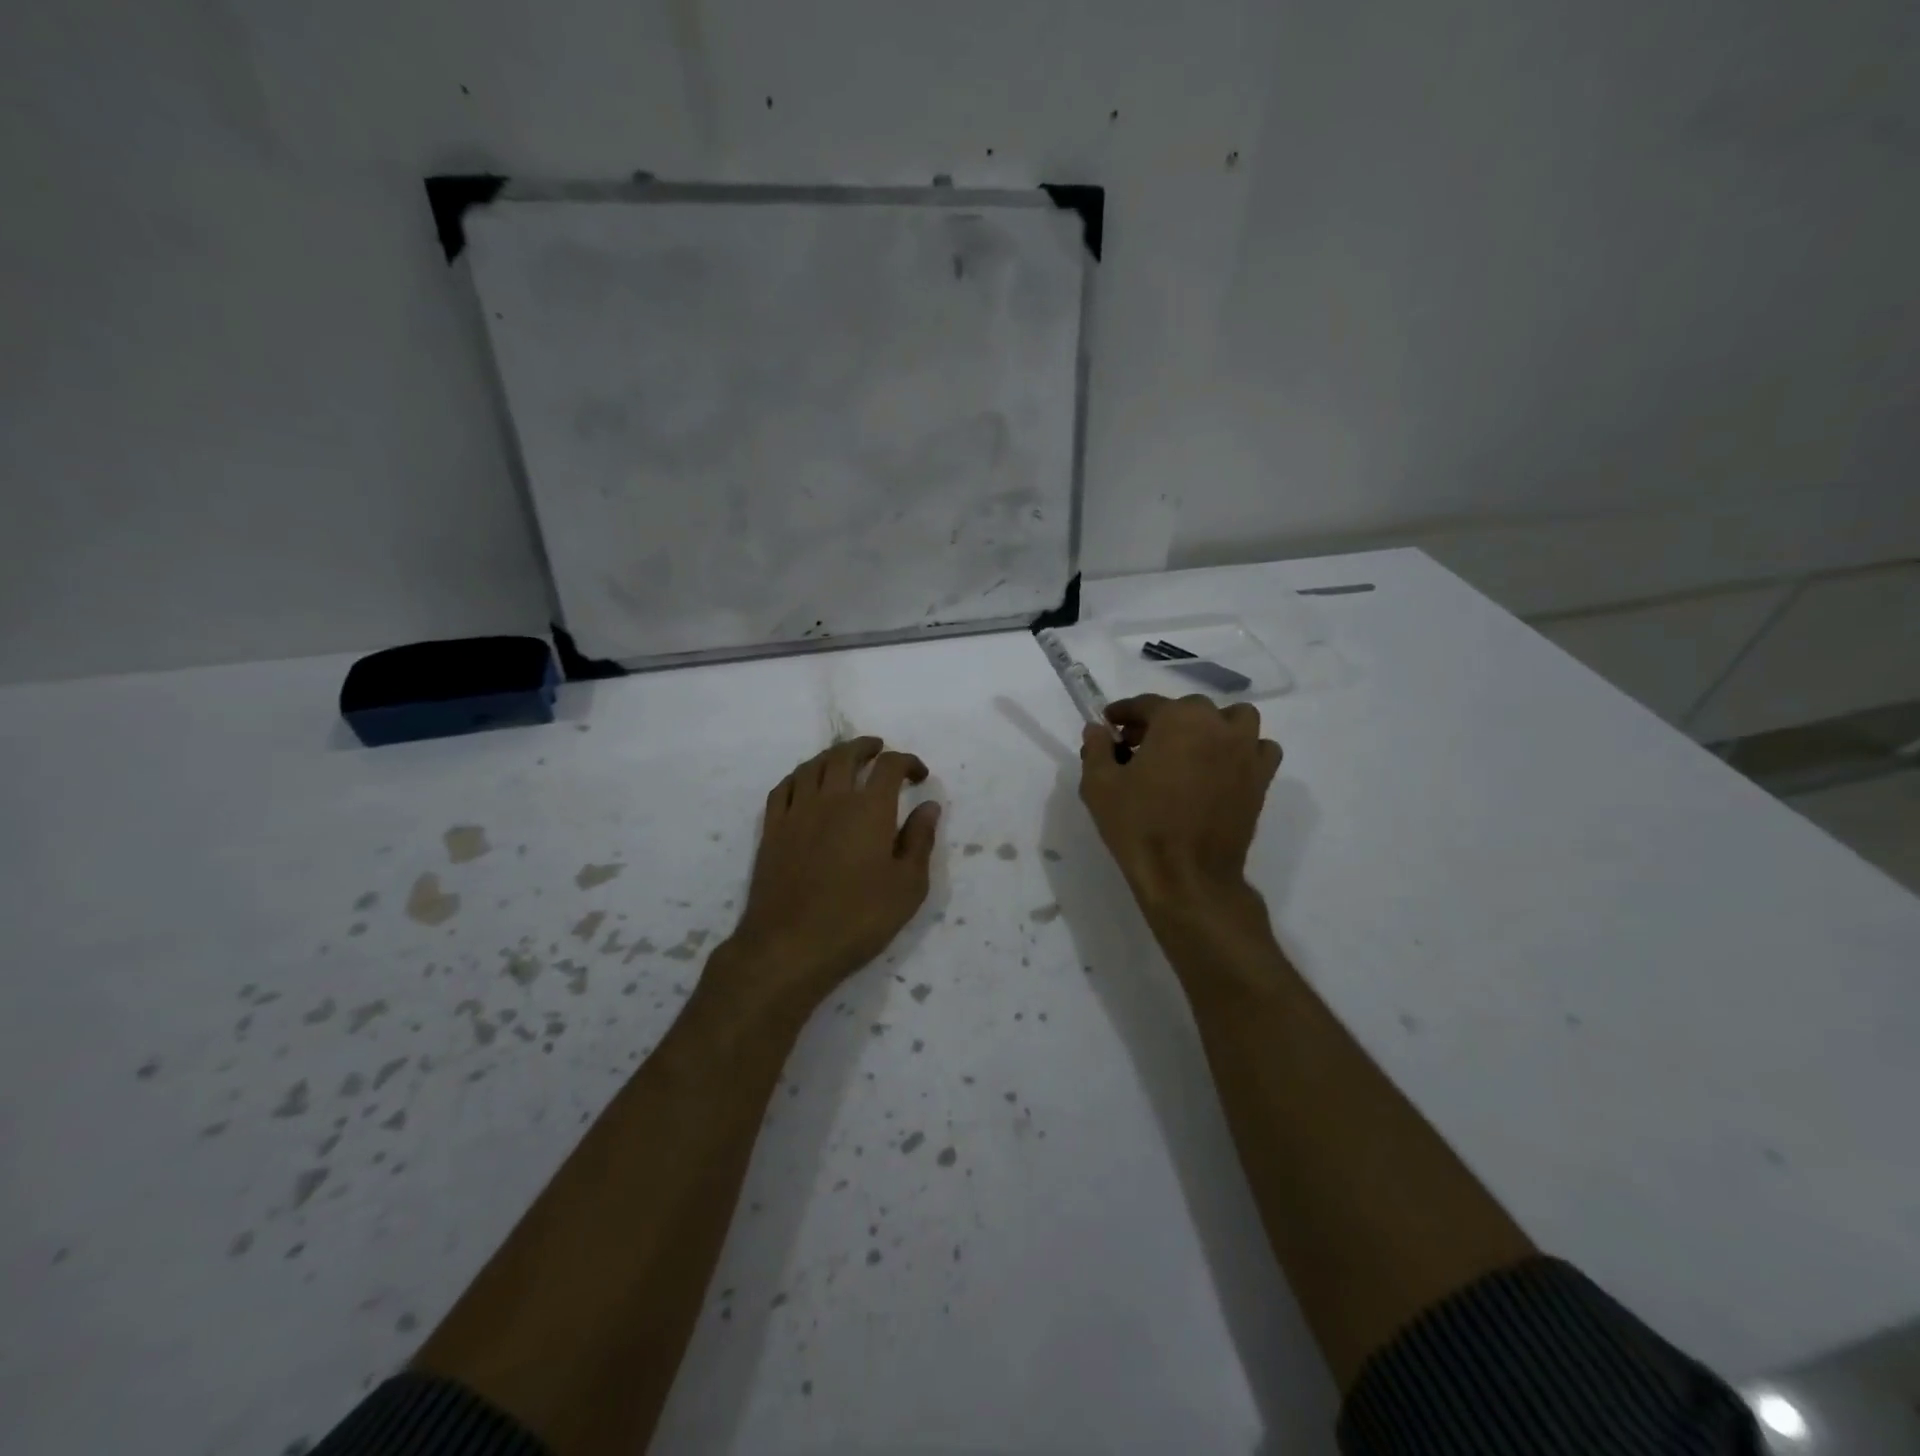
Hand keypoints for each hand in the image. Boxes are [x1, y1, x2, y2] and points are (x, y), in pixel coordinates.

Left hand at [722, 737, 940, 1014]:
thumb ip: (920, 841)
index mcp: (870, 809)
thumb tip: (928, 806)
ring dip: (832, 756)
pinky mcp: (772, 830)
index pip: (890, 766)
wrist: (790, 945)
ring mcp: (797, 812)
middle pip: (846, 755)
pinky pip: (784, 788)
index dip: (907, 762)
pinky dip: (800, 776)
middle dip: (866, 747)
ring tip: (844, 760)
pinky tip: (805, 783)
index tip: (919, 775)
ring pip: (813, 766)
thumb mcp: (908, 886)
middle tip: (879, 750)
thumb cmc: (859, 918)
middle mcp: (832, 799)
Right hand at [1079, 694, 1281, 912]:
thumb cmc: (1139, 825)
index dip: (1123, 713)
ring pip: (1234, 720)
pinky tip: (1223, 768)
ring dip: (1211, 726)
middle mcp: (1217, 726)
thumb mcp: (1099, 785)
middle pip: (1188, 709)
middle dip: (1162, 721)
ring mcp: (1245, 752)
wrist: (1186, 876)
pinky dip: (1243, 750)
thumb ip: (1097, 749)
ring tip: (1189, 749)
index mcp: (1178, 719)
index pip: (1146, 704)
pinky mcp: (1261, 780)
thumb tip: (1097, 730)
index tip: (1108, 724)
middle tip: (1139, 746)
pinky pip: (1260, 750)